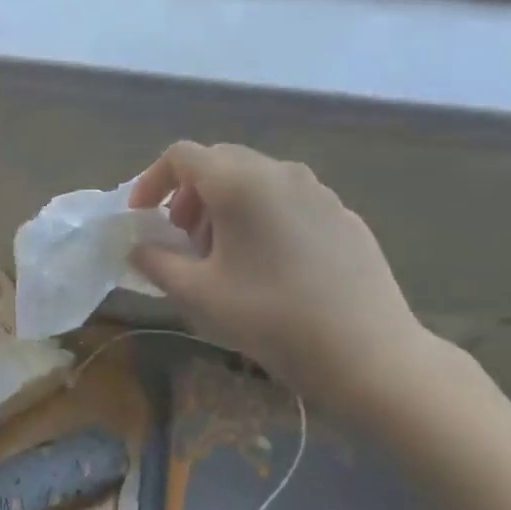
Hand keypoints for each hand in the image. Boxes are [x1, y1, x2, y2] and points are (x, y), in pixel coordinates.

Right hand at [128, 142, 435, 410]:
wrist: (370, 354)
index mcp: (239, 183)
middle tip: (182, 237)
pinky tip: (269, 264)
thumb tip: (140, 248)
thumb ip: (156, 263)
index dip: (153, 180)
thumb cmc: (272, 318)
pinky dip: (262, 215)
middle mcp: (279, 172)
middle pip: (219, 162)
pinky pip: (288, 199)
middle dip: (189, 193)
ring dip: (225, 204)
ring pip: (255, 179)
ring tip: (223, 253)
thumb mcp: (198, 294)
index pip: (182, 156)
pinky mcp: (343, 215)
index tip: (143, 216)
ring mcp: (318, 191)